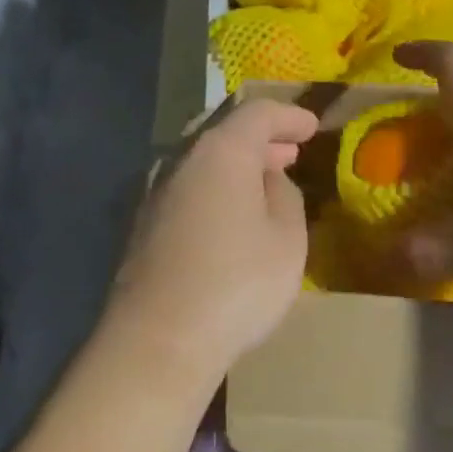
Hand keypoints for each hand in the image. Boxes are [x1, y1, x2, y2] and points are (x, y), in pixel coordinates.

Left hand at [106, 98, 319, 384]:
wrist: (159, 339)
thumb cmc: (237, 284)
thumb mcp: (286, 240)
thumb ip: (284, 197)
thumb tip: (268, 180)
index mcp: (219, 153)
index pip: (256, 113)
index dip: (288, 115)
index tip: (311, 126)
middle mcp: (179, 162)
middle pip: (221, 132)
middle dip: (258, 138)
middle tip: (288, 151)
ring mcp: (153, 195)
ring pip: (199, 163)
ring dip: (234, 166)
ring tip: (263, 181)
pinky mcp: (141, 227)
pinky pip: (185, 191)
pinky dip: (212, 190)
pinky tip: (228, 215)